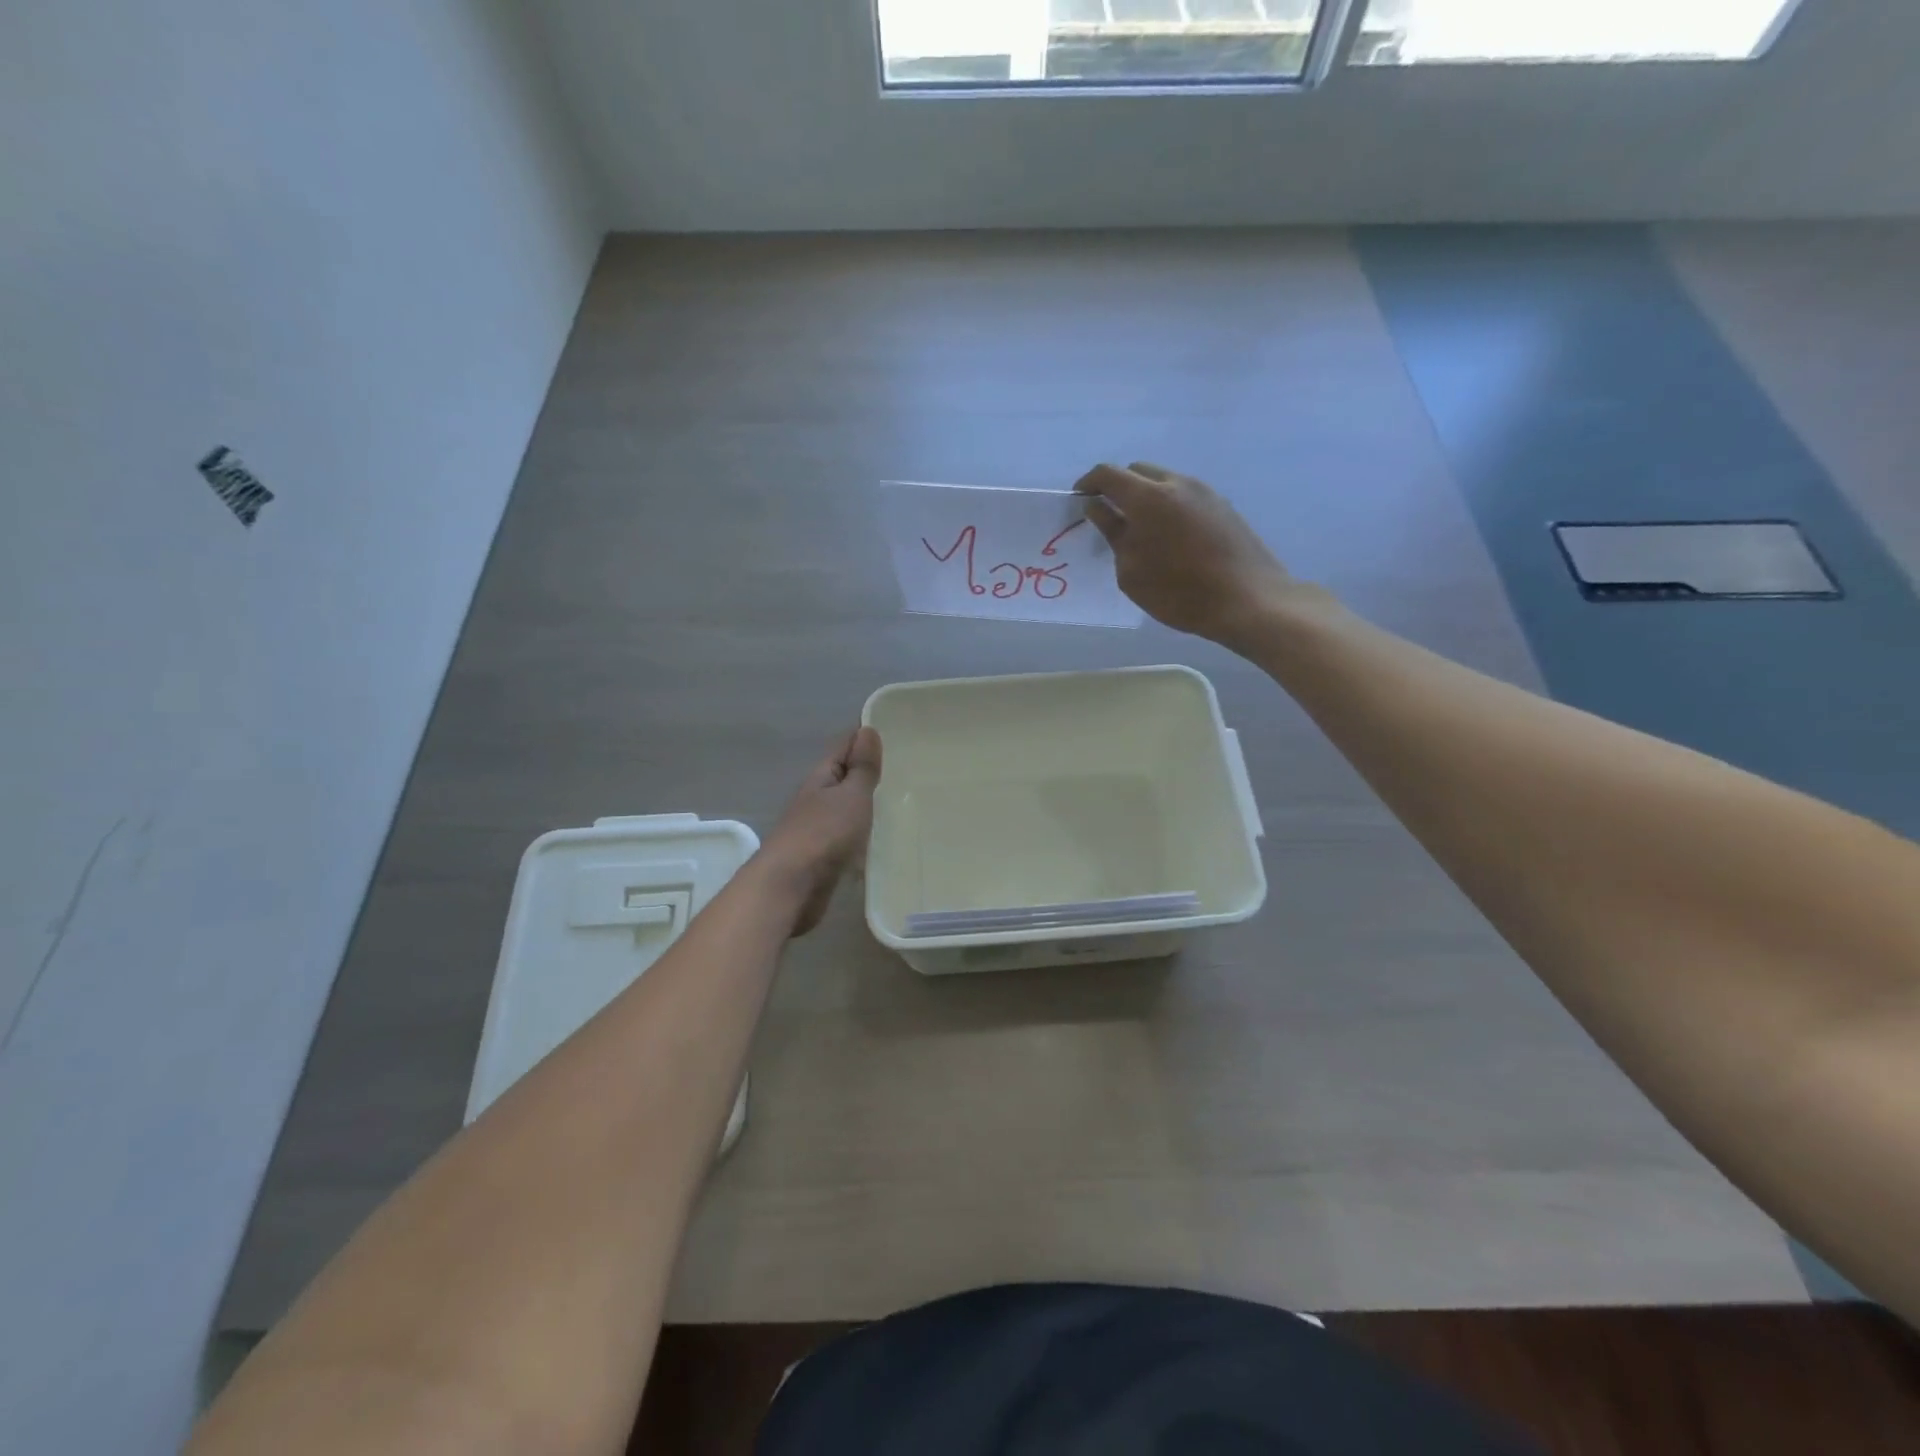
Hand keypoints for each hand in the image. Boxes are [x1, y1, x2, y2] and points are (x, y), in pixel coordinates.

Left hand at [759, 727, 882, 936]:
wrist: (789, 888)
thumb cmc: (823, 834)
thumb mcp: (851, 796)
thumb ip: (862, 768)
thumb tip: (867, 730)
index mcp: (821, 778)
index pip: (844, 746)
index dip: (865, 736)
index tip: (894, 730)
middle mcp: (817, 799)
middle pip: (844, 778)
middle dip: (868, 772)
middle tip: (906, 768)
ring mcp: (817, 830)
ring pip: (846, 809)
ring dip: (866, 805)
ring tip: (901, 803)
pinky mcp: (823, 858)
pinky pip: (848, 838)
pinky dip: (862, 834)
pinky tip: (881, 840)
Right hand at [1074, 463, 1297, 648]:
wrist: (1249, 600)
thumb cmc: (1180, 592)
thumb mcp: (1131, 571)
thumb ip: (1112, 533)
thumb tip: (1098, 508)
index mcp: (1148, 497)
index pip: (1108, 474)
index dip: (1088, 483)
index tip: (1079, 501)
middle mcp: (1176, 483)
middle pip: (1137, 471)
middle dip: (1118, 488)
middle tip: (1109, 519)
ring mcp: (1204, 491)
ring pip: (1163, 481)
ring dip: (1145, 497)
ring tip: (1140, 532)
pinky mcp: (1222, 505)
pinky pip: (1184, 495)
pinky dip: (1168, 506)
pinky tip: (1170, 539)